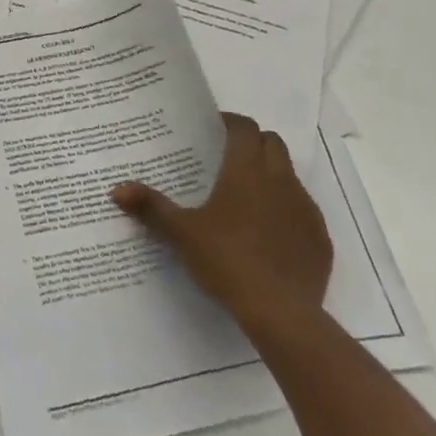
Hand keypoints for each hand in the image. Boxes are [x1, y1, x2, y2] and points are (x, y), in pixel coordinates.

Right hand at [112, 112, 331, 335]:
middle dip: (253, 143)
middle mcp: (280, 180)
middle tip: (228, 158)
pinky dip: (286, 211)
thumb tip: (116, 190)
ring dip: (271, 175)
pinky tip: (268, 235)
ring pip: (290, 175)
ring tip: (245, 197)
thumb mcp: (182, 233)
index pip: (245, 128)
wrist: (282, 313)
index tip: (212, 130)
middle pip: (272, 143)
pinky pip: (303, 211)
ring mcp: (305, 208)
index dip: (230, 123)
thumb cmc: (227, 260)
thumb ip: (151, 207)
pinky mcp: (319, 238)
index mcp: (246, 170)